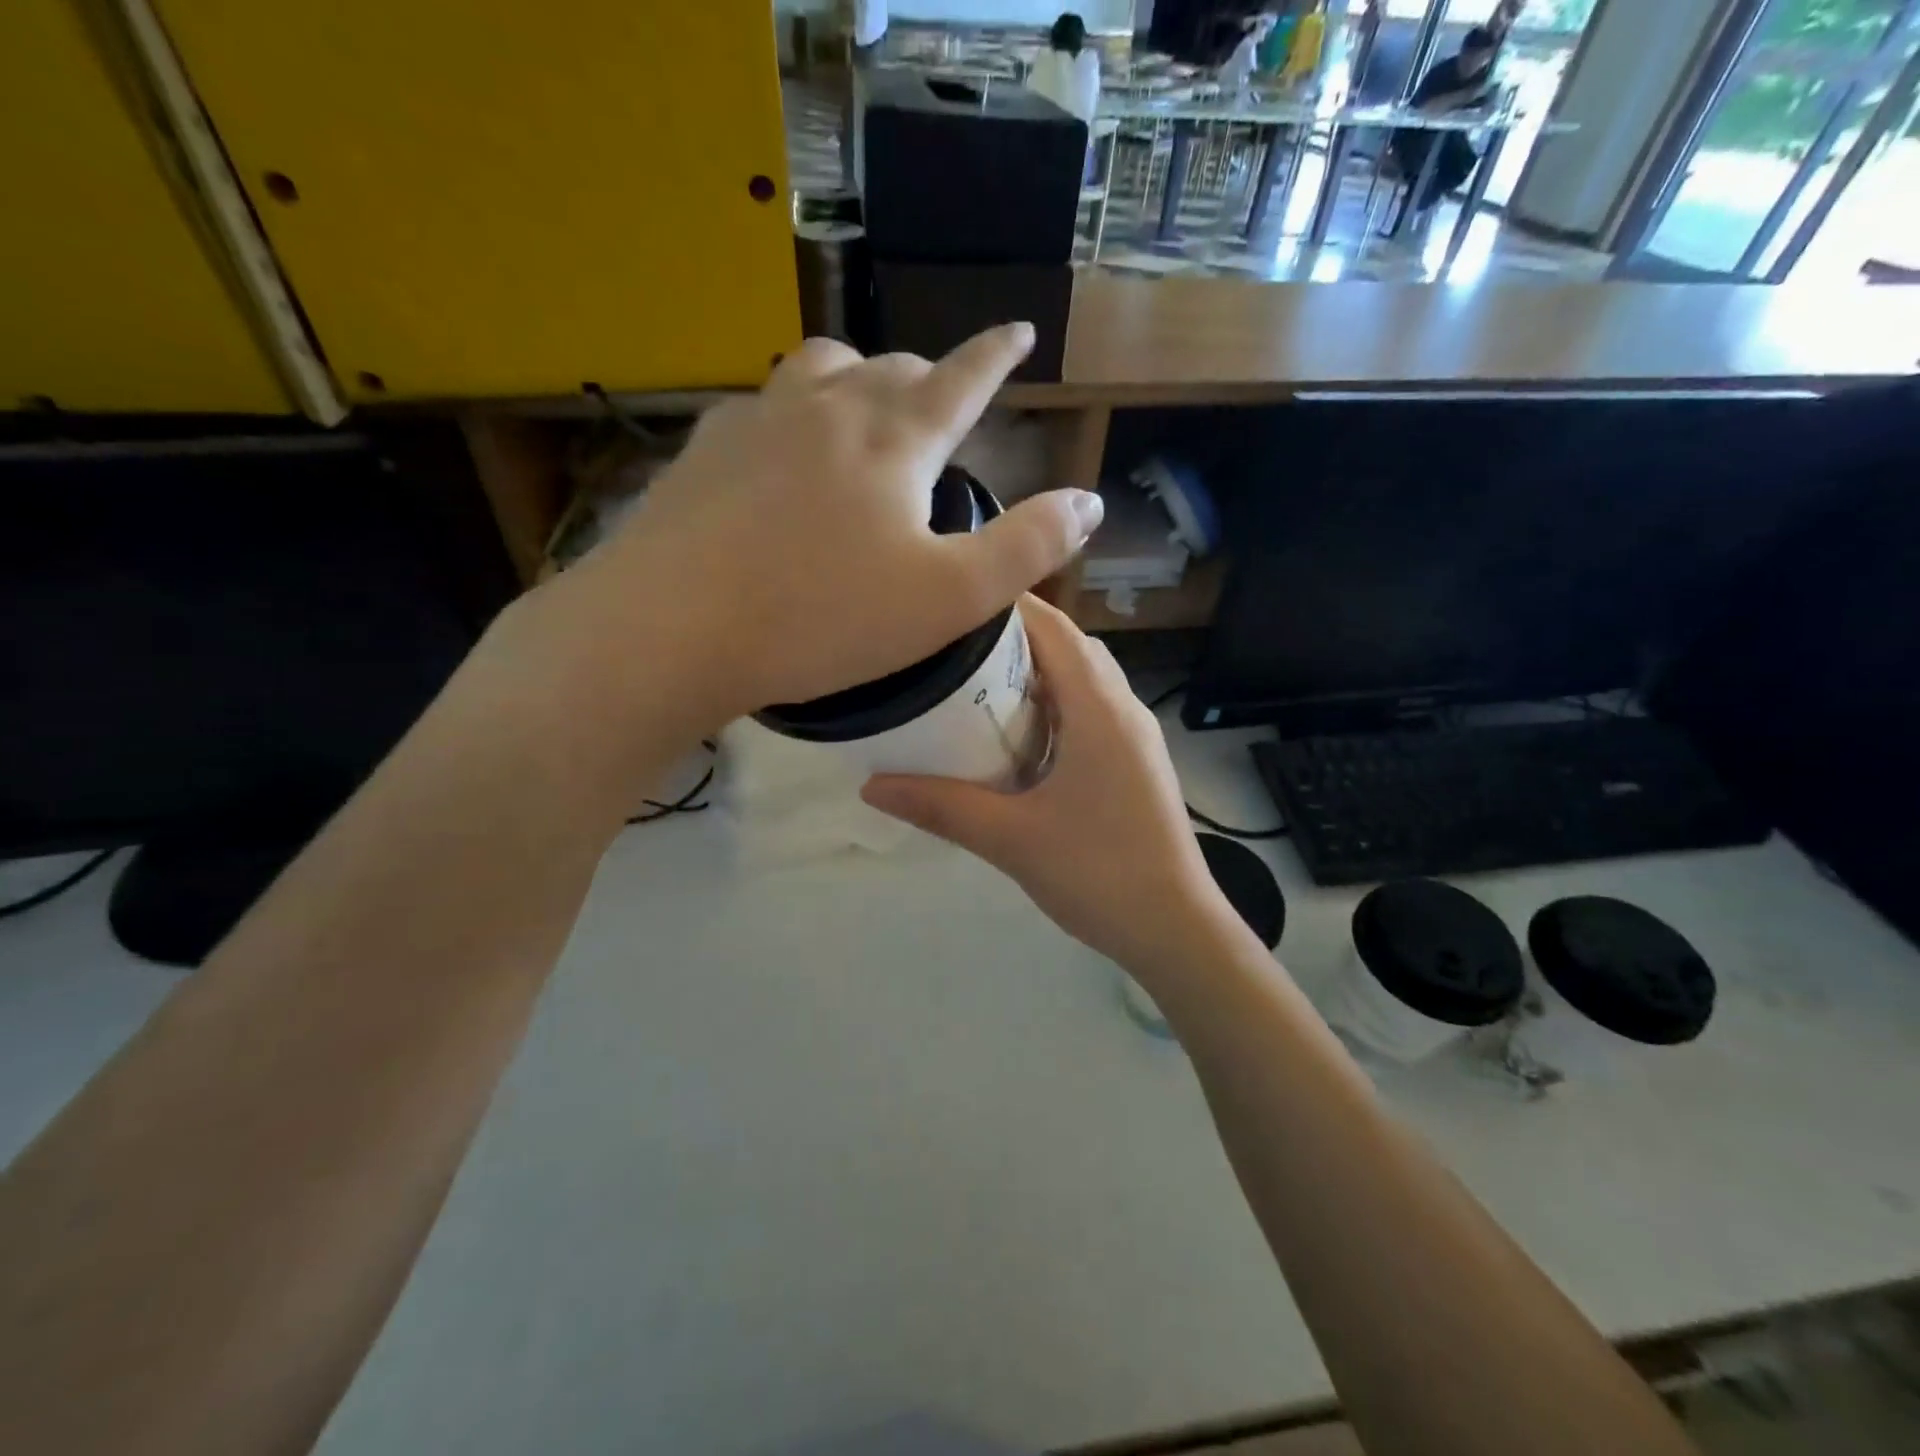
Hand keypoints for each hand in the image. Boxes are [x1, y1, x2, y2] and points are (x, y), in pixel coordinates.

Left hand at [550, 326, 1103, 727]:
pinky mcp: (704, 451)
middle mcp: (828, 409)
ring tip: (863, 407)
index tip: (1017, 330)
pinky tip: (781, 449)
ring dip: (856, 378)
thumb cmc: (823, 618)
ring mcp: (757, 422)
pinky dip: (791, 413)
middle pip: (891, 367)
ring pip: (820, 370)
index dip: (996, 355)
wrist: (673, 628)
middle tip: (942, 400)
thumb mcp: (948, 600)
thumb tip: (1088, 502)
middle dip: (927, 376)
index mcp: (895, 441)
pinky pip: (760, 407)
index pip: (962, 378)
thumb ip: (1026, 548)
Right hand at [862, 596, 1240, 972]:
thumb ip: (941, 807)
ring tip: (976, 683)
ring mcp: (1135, 737)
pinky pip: (1092, 710)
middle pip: (1069, 646)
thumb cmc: (1098, 874)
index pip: (1053, 628)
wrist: (1176, 928)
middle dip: (1014, 637)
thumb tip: (871, 785)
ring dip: (1037, 672)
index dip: (1005, 605)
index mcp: (1099, 709)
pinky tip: (1017, 736)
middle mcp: (1123, 709)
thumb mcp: (1011, 839)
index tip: (951, 602)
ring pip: (1084, 679)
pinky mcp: (1136, 763)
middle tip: (952, 646)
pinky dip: (1055, 704)